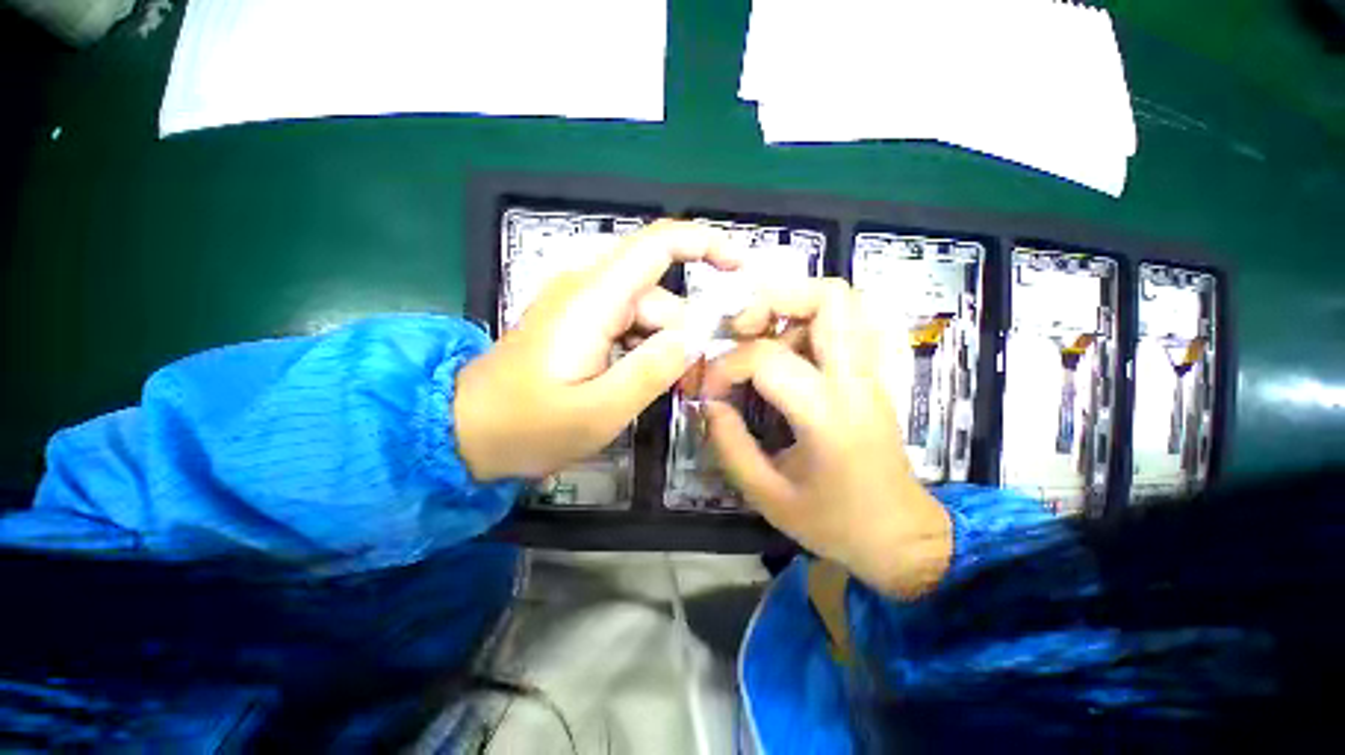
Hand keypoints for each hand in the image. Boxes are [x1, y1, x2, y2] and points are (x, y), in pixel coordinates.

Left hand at [455, 220, 737, 480]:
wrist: (466, 430)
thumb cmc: (529, 426)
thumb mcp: (599, 410)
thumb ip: (651, 371)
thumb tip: (695, 337)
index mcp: (593, 300)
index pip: (657, 245)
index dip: (705, 244)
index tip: (741, 267)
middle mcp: (588, 289)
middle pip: (659, 294)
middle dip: (686, 333)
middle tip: (695, 382)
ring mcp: (581, 305)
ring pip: (647, 313)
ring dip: (665, 347)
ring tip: (669, 390)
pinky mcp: (578, 322)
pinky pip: (628, 325)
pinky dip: (645, 349)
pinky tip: (642, 380)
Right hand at [701, 279, 952, 598]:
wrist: (901, 537)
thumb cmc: (834, 523)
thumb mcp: (766, 494)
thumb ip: (728, 444)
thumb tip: (709, 403)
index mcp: (828, 415)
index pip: (767, 358)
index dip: (725, 367)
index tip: (709, 393)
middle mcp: (855, 381)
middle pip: (829, 298)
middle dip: (773, 299)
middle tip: (740, 327)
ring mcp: (870, 373)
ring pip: (842, 303)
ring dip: (791, 308)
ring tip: (759, 339)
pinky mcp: (871, 376)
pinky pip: (844, 325)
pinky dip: (808, 322)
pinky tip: (785, 351)